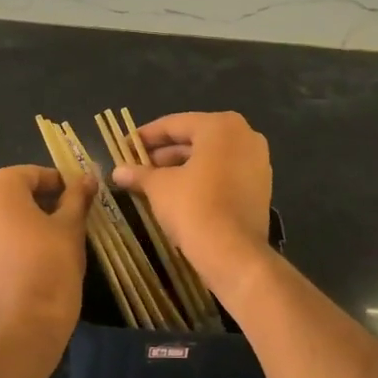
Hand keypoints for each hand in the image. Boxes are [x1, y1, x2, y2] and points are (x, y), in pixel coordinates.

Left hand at [0, 165, 93, 333]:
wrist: (24, 322)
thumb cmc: (50, 263)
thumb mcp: (70, 225)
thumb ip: (77, 196)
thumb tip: (88, 177)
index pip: (34, 174)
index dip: (60, 184)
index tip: (80, 197)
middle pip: (14, 191)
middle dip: (41, 200)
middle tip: (70, 215)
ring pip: (1, 213)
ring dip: (26, 217)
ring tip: (55, 234)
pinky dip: (11, 236)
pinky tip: (35, 251)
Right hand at [109, 111, 271, 272]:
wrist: (233, 253)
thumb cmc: (193, 207)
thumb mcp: (159, 187)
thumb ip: (139, 173)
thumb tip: (117, 171)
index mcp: (221, 126)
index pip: (175, 124)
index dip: (146, 136)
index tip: (125, 146)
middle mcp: (245, 136)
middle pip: (195, 139)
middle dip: (164, 153)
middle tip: (136, 165)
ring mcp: (257, 162)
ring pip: (210, 158)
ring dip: (181, 167)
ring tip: (152, 181)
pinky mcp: (260, 187)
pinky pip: (224, 174)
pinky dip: (202, 179)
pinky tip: (177, 193)